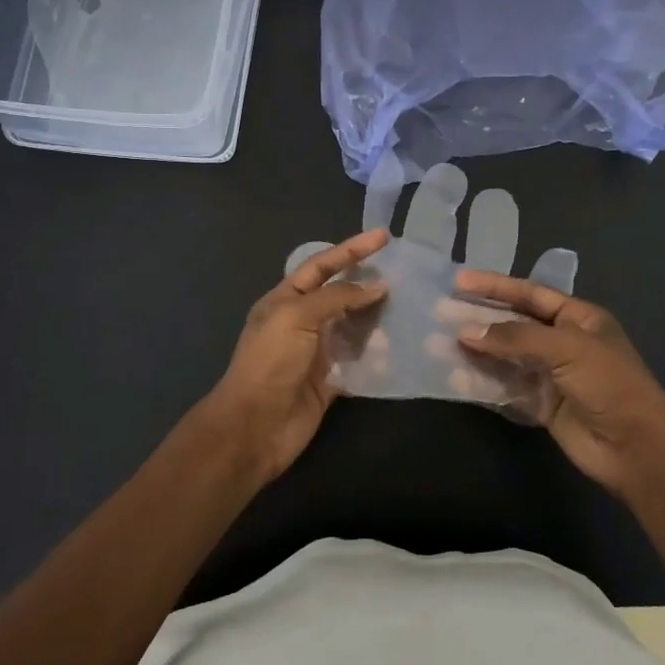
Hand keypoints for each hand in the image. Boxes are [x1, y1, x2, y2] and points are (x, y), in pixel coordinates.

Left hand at [201, 229, 388, 484]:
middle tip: (404, 271)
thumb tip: (378, 286)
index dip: (352, 249)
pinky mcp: (331, 379)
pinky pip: (360, 359)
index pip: (322, 264)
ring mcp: (317, 351)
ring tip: (410, 304)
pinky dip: (378, 352)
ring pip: (354, 325)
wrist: (255, 427)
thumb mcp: (297, 316)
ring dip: (378, 316)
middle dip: (368, 281)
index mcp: (285, 299)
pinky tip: (401, 343)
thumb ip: (337, 297)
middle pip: (340, 293)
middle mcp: (302, 321)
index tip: (384, 236)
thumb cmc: (270, 362)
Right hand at [456, 272, 664, 496]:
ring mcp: (550, 374)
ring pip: (505, 356)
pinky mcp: (541, 405)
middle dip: (480, 318)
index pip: (530, 294)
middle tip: (441, 312)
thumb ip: (515, 337)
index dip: (495, 286)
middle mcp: (563, 342)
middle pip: (514, 324)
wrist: (636, 448)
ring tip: (439, 343)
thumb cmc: (609, 384)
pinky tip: (456, 377)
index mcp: (578, 318)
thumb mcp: (567, 348)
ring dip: (476, 350)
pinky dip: (482, 381)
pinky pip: (506, 387)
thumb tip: (467, 331)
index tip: (459, 280)